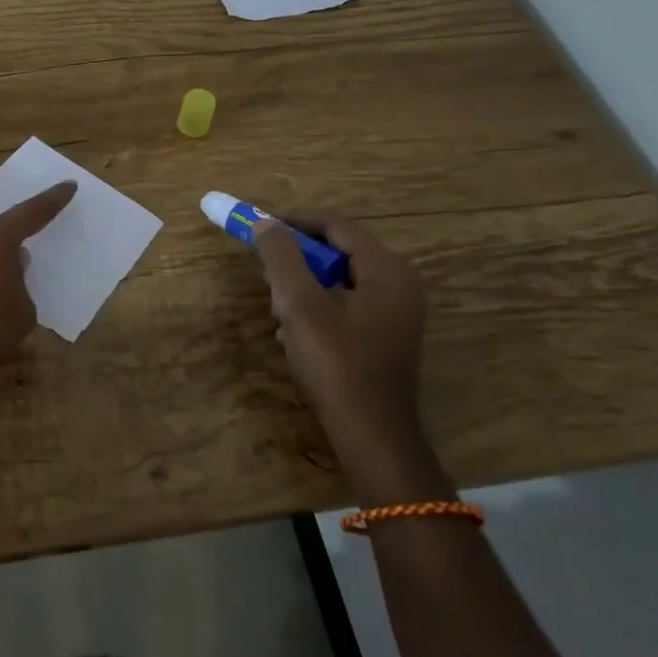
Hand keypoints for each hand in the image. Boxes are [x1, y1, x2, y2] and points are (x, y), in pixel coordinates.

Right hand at [255, 211, 427, 455]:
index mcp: (387, 269)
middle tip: (265, 273)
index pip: (335, 226)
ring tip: (278, 308)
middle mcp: (400, 284)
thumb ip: (282, 258)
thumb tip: (265, 223)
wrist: (371, 434)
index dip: (293, 222)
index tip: (258, 226)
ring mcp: (396, 312)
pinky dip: (318, 308)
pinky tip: (293, 333)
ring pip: (339, 280)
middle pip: (338, 252)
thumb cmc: (337, 363)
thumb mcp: (300, 305)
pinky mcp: (386, 336)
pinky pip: (346, 305)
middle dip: (297, 260)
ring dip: (304, 287)